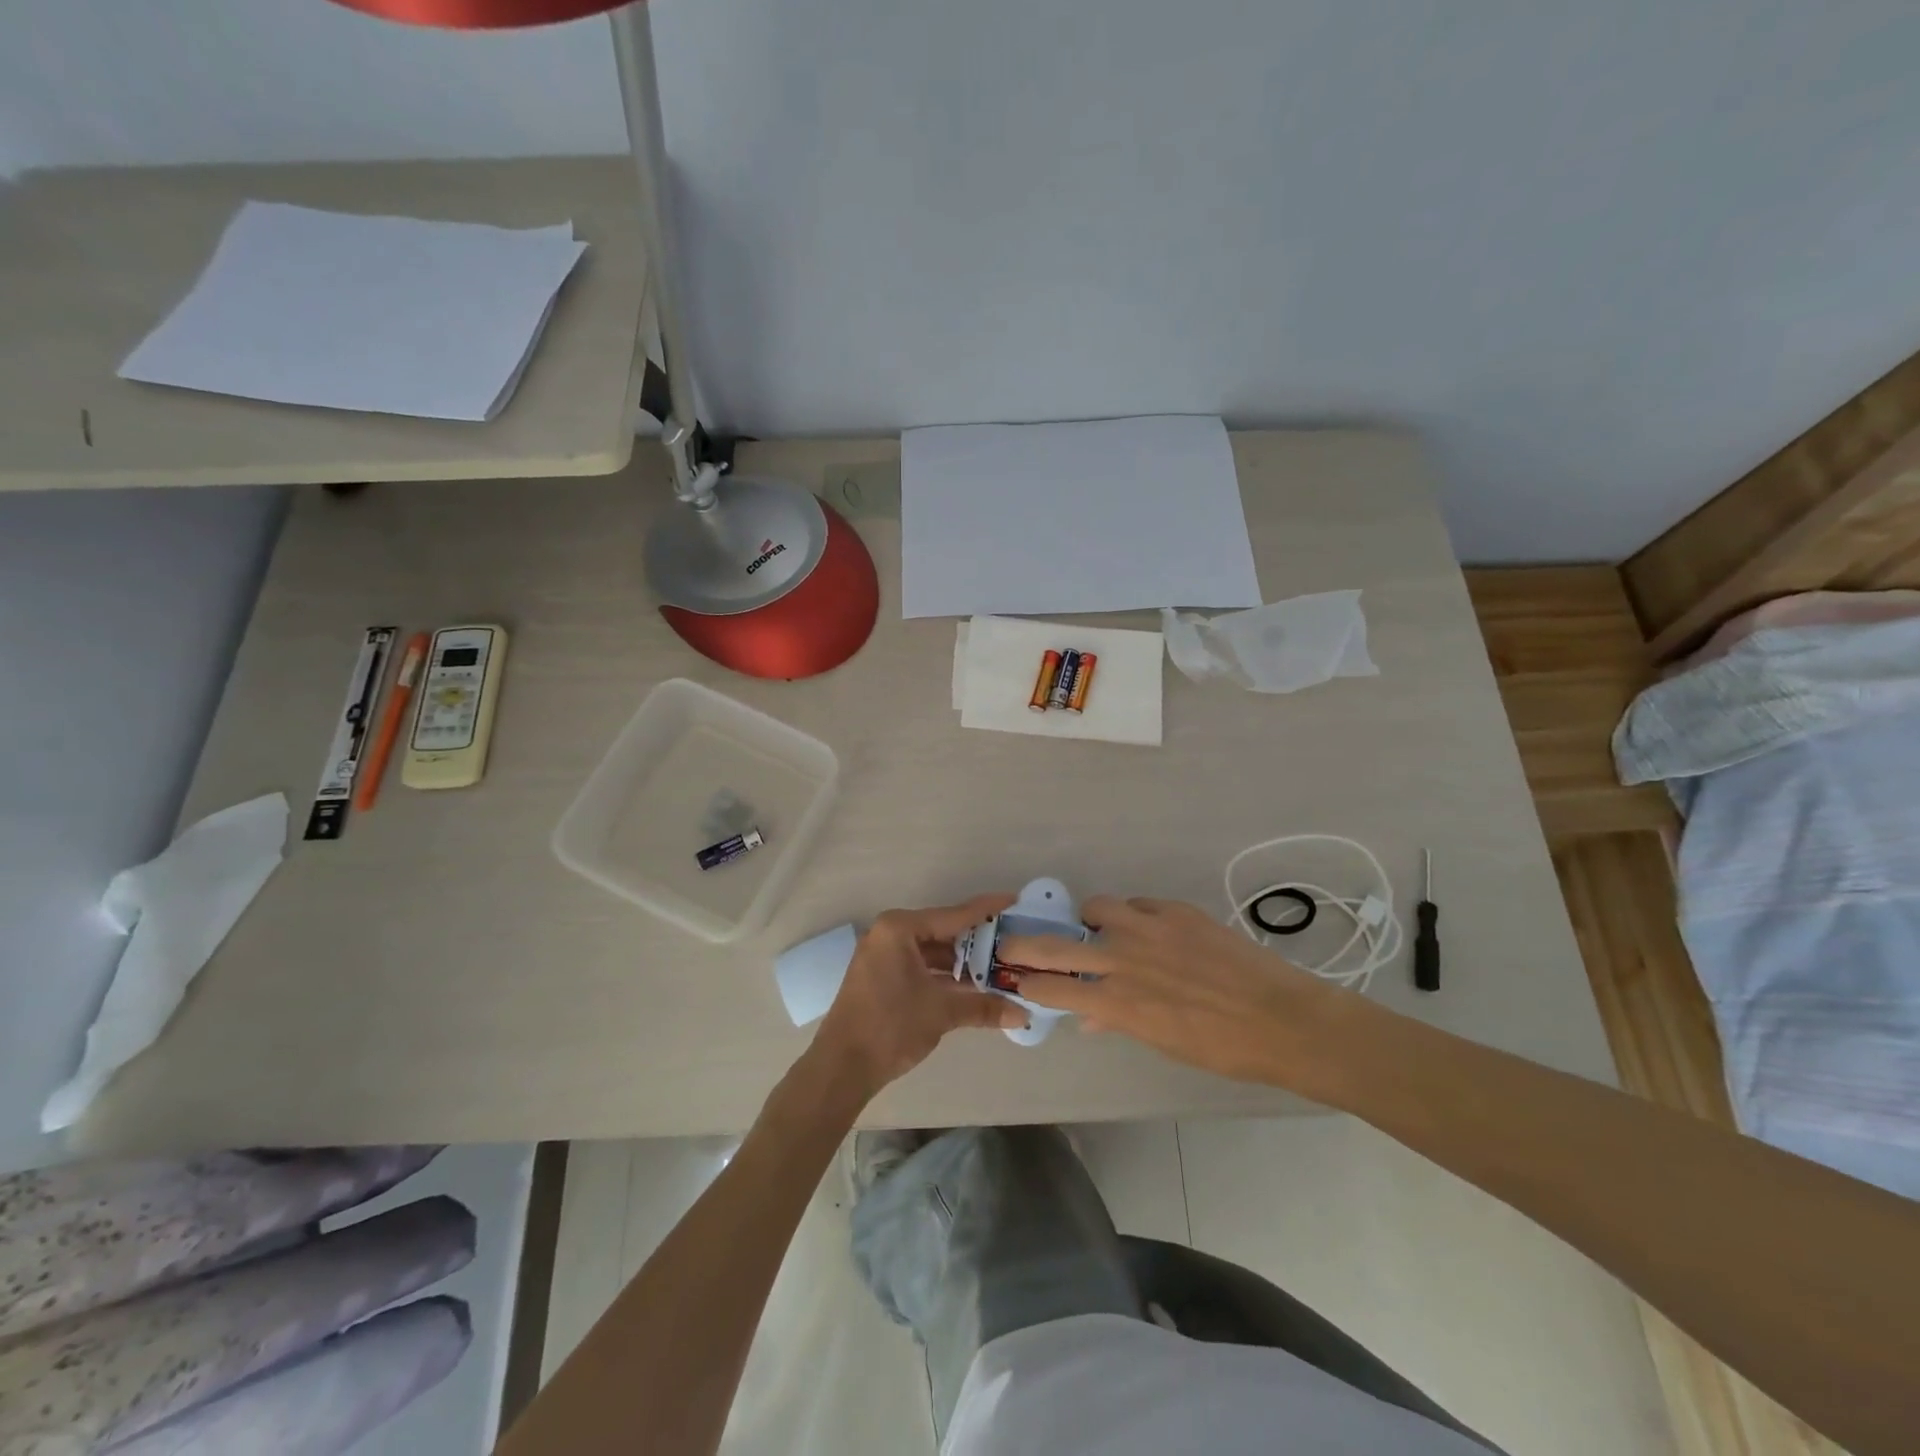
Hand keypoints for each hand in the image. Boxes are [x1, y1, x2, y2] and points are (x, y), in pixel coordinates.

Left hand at [812, 893, 1025, 1099]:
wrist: (842, 1067)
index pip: (953, 915)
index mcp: (899, 929)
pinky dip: (944, 976)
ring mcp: (883, 956)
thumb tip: (1022, 1014)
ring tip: (999, 968)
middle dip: (977, 942)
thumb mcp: (941, 1012)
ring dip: (962, 963)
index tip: (1013, 900)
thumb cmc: (890, 1026)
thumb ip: (983, 1007)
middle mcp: (890, 934)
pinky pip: (920, 966)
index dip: (986, 910)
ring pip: (932, 952)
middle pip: (943, 932)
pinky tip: (972, 987)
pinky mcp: (882, 977)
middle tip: (1012, 942)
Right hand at [996, 896, 1365, 1097]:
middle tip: (1011, 943)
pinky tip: (1147, 929)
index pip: (1053, 989)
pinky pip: (1139, 904)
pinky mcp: (1176, 911)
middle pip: (1056, 945)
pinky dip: (1133, 915)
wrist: (1283, 1019)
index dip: (1028, 983)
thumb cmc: (1222, 1048)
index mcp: (1119, 1002)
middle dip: (1025, 945)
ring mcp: (1149, 928)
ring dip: (1090, 919)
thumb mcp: (1163, 1043)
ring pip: (1097, 908)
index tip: (1014, 978)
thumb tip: (1089, 1016)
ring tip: (1101, 929)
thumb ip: (1120, 1021)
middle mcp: (1124, 960)